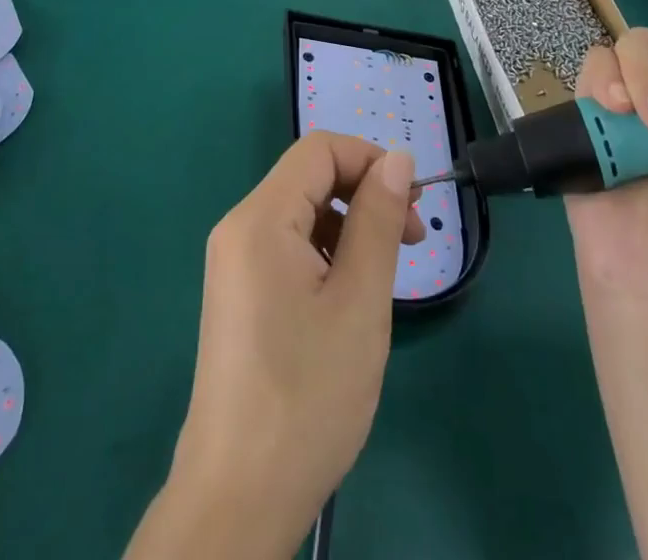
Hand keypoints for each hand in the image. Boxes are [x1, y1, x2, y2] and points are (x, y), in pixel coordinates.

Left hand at [125, 134, 420, 559]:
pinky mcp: (239, 293)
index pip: (318, 151)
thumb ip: (378, 220)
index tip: (413, 200)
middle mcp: (239, 228)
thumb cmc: (307, 395)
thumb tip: (398, 159)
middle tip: (412, 236)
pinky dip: (327, 253)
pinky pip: (287, 247)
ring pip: (301, 214)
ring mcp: (234, 262)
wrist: (239, 496)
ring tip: (388, 273)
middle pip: (308, 178)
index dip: (370, 160)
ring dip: (350, 225)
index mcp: (260, 219)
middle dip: (364, 193)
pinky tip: (351, 295)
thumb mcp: (359, 302)